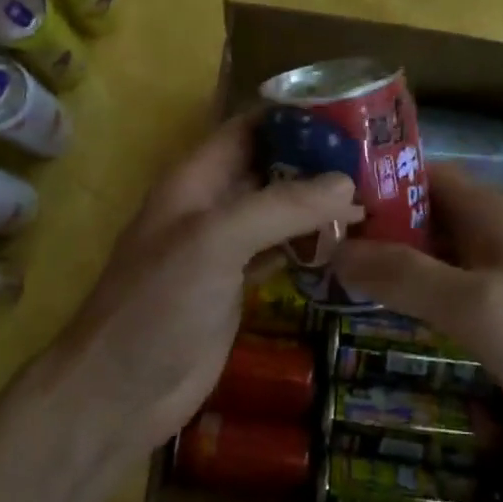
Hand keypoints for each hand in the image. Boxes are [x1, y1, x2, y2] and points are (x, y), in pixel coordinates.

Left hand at [50, 114, 363, 461]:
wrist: (122, 390)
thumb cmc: (159, 304)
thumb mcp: (215, 241)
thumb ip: (279, 207)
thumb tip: (345, 182)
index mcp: (195, 181)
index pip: (247, 129)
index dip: (292, 115)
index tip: (351, 111)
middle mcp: (211, 207)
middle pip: (269, 168)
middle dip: (316, 160)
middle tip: (380, 158)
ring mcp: (224, 250)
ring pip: (278, 213)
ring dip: (320, 204)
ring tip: (380, 194)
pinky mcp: (237, 288)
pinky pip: (280, 253)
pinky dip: (312, 245)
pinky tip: (352, 243)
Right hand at [335, 164, 502, 480]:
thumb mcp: (477, 307)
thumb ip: (406, 276)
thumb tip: (335, 250)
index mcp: (493, 214)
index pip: (420, 174)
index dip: (372, 180)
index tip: (318, 200)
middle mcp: (494, 235)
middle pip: (420, 214)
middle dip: (369, 225)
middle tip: (310, 244)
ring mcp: (500, 277)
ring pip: (430, 255)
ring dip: (386, 261)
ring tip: (327, 274)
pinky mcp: (502, 315)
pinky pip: (444, 290)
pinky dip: (409, 293)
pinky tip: (375, 311)